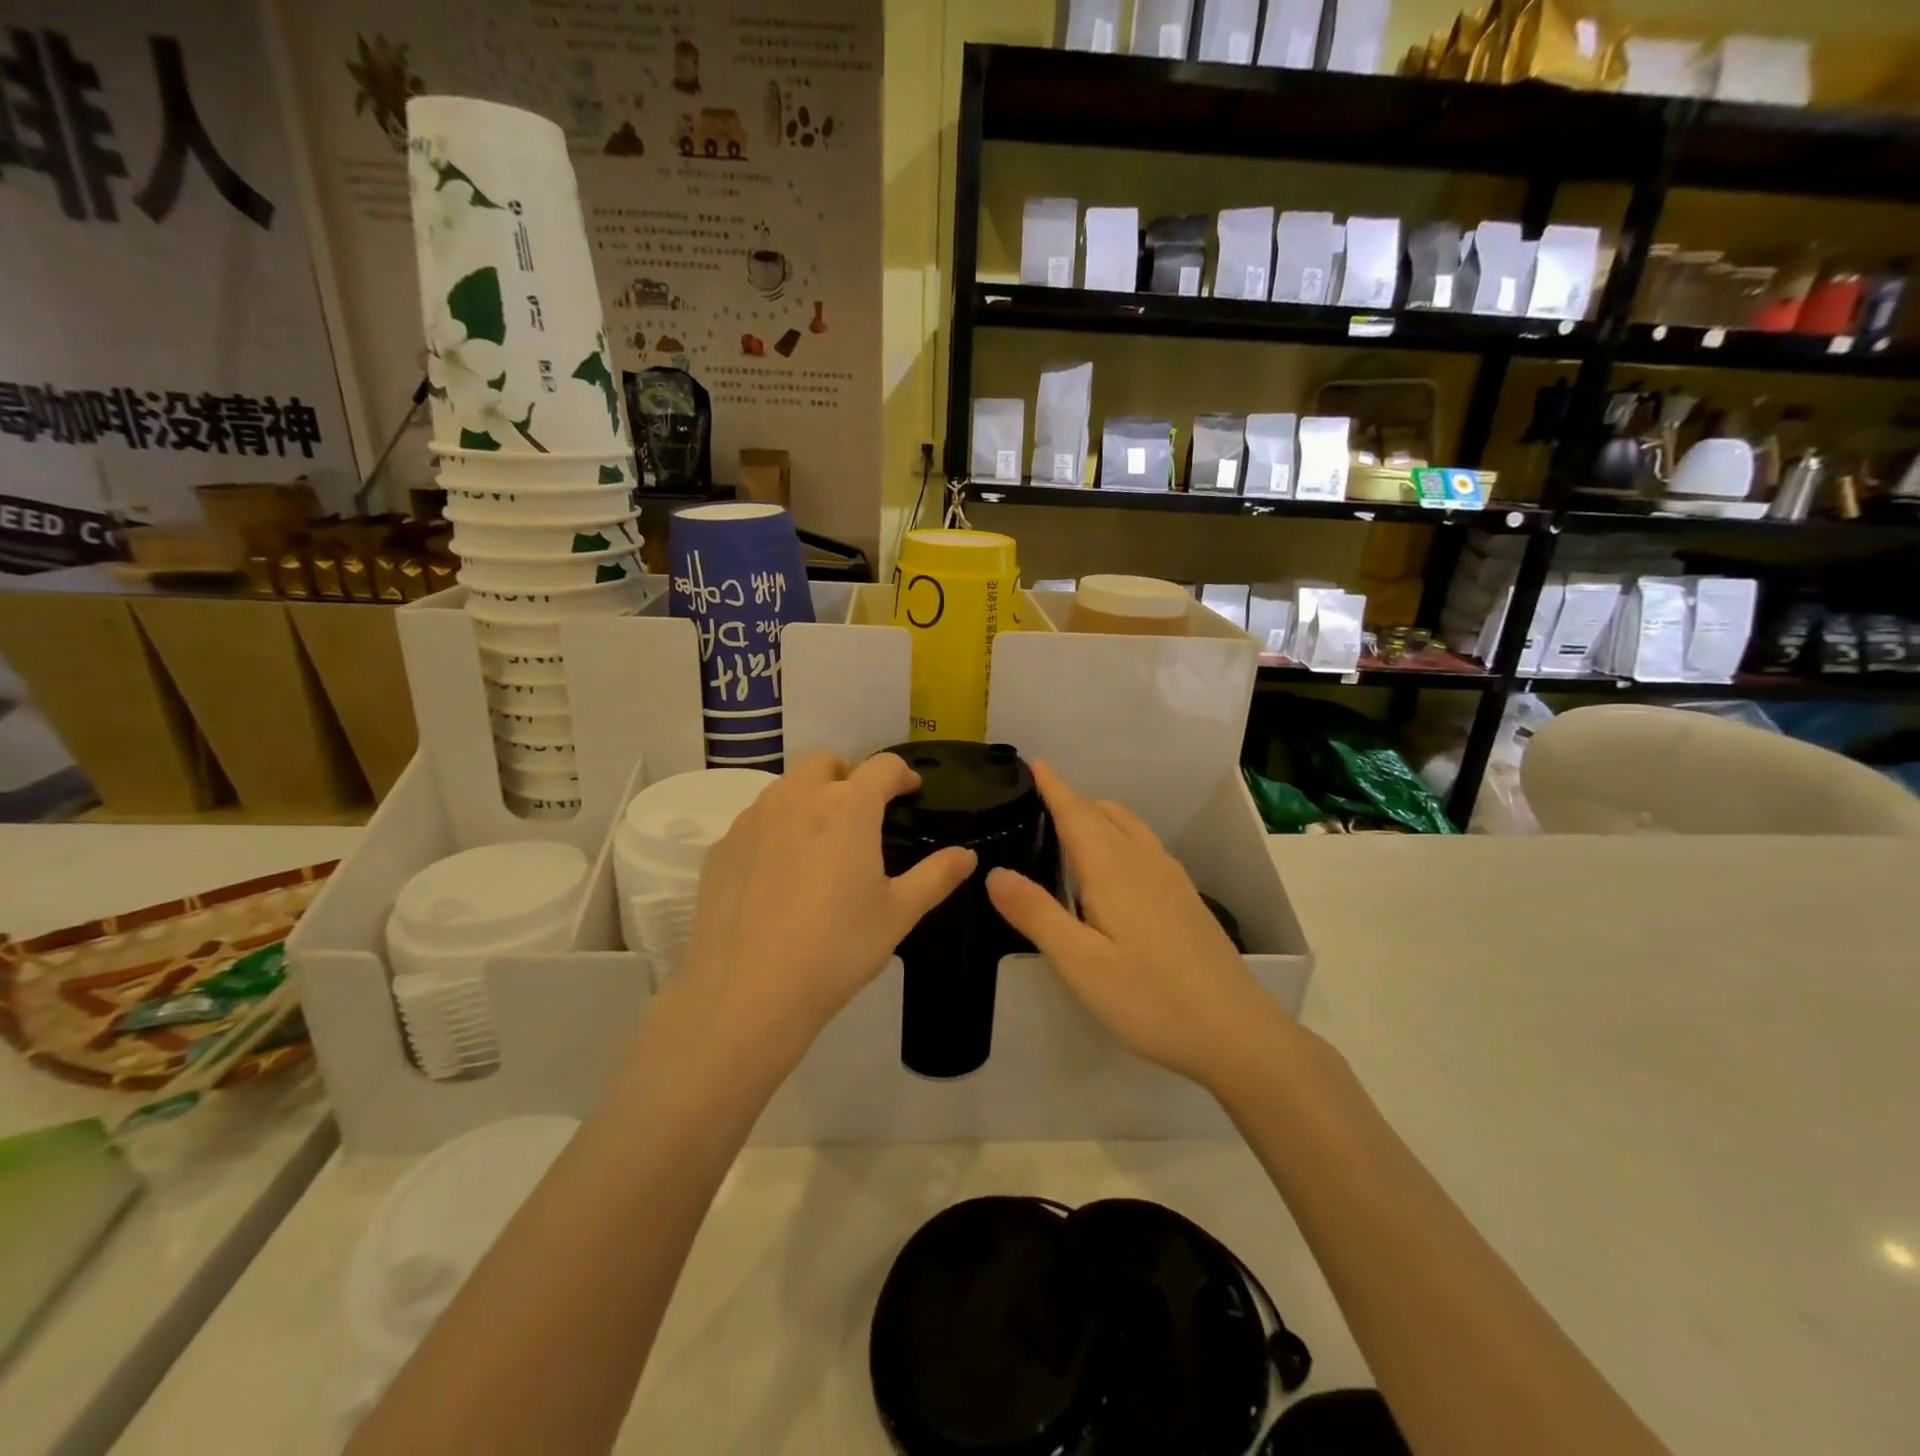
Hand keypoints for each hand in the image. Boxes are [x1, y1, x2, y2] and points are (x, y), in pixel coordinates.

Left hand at [676, 752, 975, 1059]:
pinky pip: (754, 823)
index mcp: (848, 807)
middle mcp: (797, 798)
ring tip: (819, 846)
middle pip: (824, 762)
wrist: (748, 992)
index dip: (902, 775)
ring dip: (808, 799)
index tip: (910, 792)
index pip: (882, 766)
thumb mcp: (898, 914)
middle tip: (860, 815)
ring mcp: (752, 820)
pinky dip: (774, 832)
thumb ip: (936, 876)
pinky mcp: (721, 848)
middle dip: (848, 776)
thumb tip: (967, 855)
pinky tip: (778, 877)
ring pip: (785, 789)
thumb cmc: (837, 948)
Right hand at [987, 761, 1290, 1089]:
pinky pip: (1145, 847)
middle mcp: (1144, 862)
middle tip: (1041, 804)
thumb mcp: (1079, 963)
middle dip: (1073, 801)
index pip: (1076, 813)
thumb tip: (994, 873)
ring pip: (1130, 828)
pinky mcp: (1187, 900)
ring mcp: (1172, 879)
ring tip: (1073, 831)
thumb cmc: (1149, 998)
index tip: (1035, 763)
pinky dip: (1120, 838)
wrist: (1235, 1031)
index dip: (1054, 787)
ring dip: (1099, 817)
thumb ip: (1036, 914)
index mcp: (1113, 869)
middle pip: (1105, 814)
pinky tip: (1115, 873)